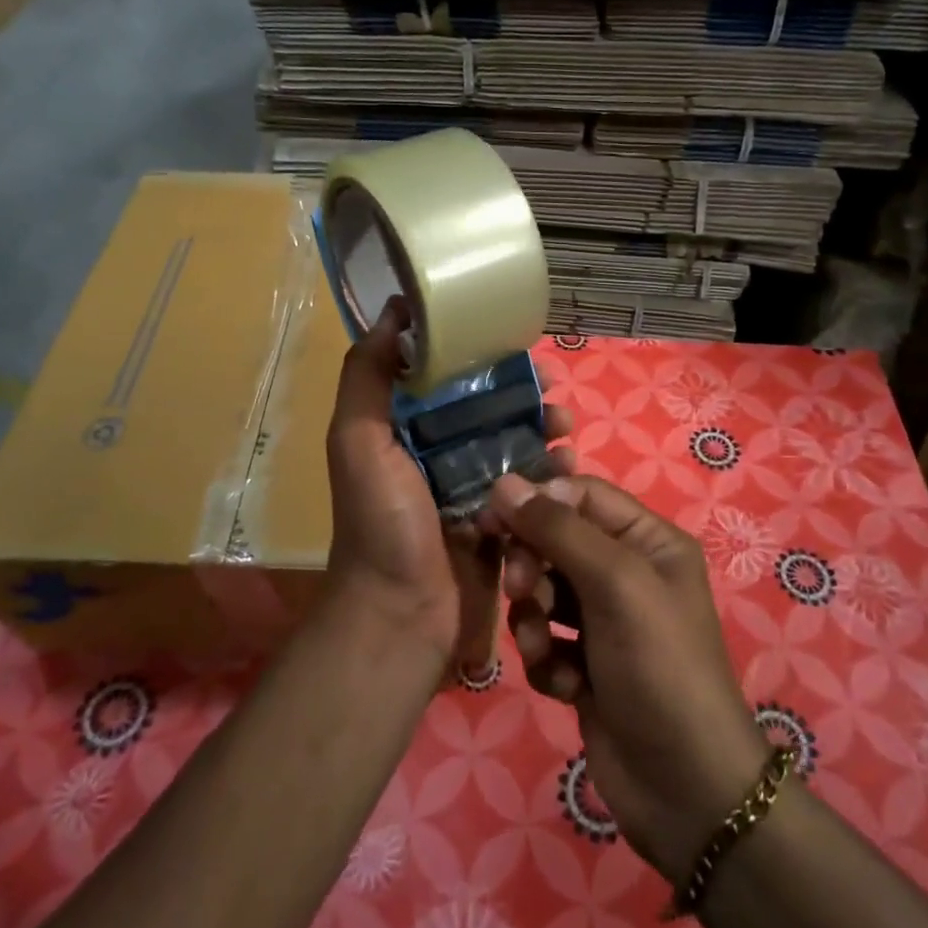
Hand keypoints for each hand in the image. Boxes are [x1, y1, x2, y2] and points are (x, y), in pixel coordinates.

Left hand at [325, 303, 572, 666]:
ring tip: (566, 429)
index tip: (514, 344)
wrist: (401, 617)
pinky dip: (551, 474)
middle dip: (524, 394)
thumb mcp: (359, 441)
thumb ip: (367, 376)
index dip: (481, 358)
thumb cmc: (381, 524)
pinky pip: (530, 488)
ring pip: (516, 445)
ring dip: (545, 431)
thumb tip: (394, 310)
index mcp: (404, 431)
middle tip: (553, 390)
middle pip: (490, 410)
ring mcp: (471, 490)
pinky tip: (568, 467)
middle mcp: (437, 455)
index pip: (448, 379)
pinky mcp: (499, 523)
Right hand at [482, 474, 768, 882]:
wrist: (685, 789)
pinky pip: (544, 640)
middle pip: (555, 542)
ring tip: (543, 649)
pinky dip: (544, 659)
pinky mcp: (583, 665)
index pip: (580, 495)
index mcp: (647, 541)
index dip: (536, 501)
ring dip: (533, 619)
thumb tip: (503, 481)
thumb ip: (558, 530)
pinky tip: (563, 686)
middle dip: (532, 566)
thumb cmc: (658, 666)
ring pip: (542, 593)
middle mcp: (626, 573)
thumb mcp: (615, 584)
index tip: (492, 516)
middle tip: (522, 590)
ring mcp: (604, 622)